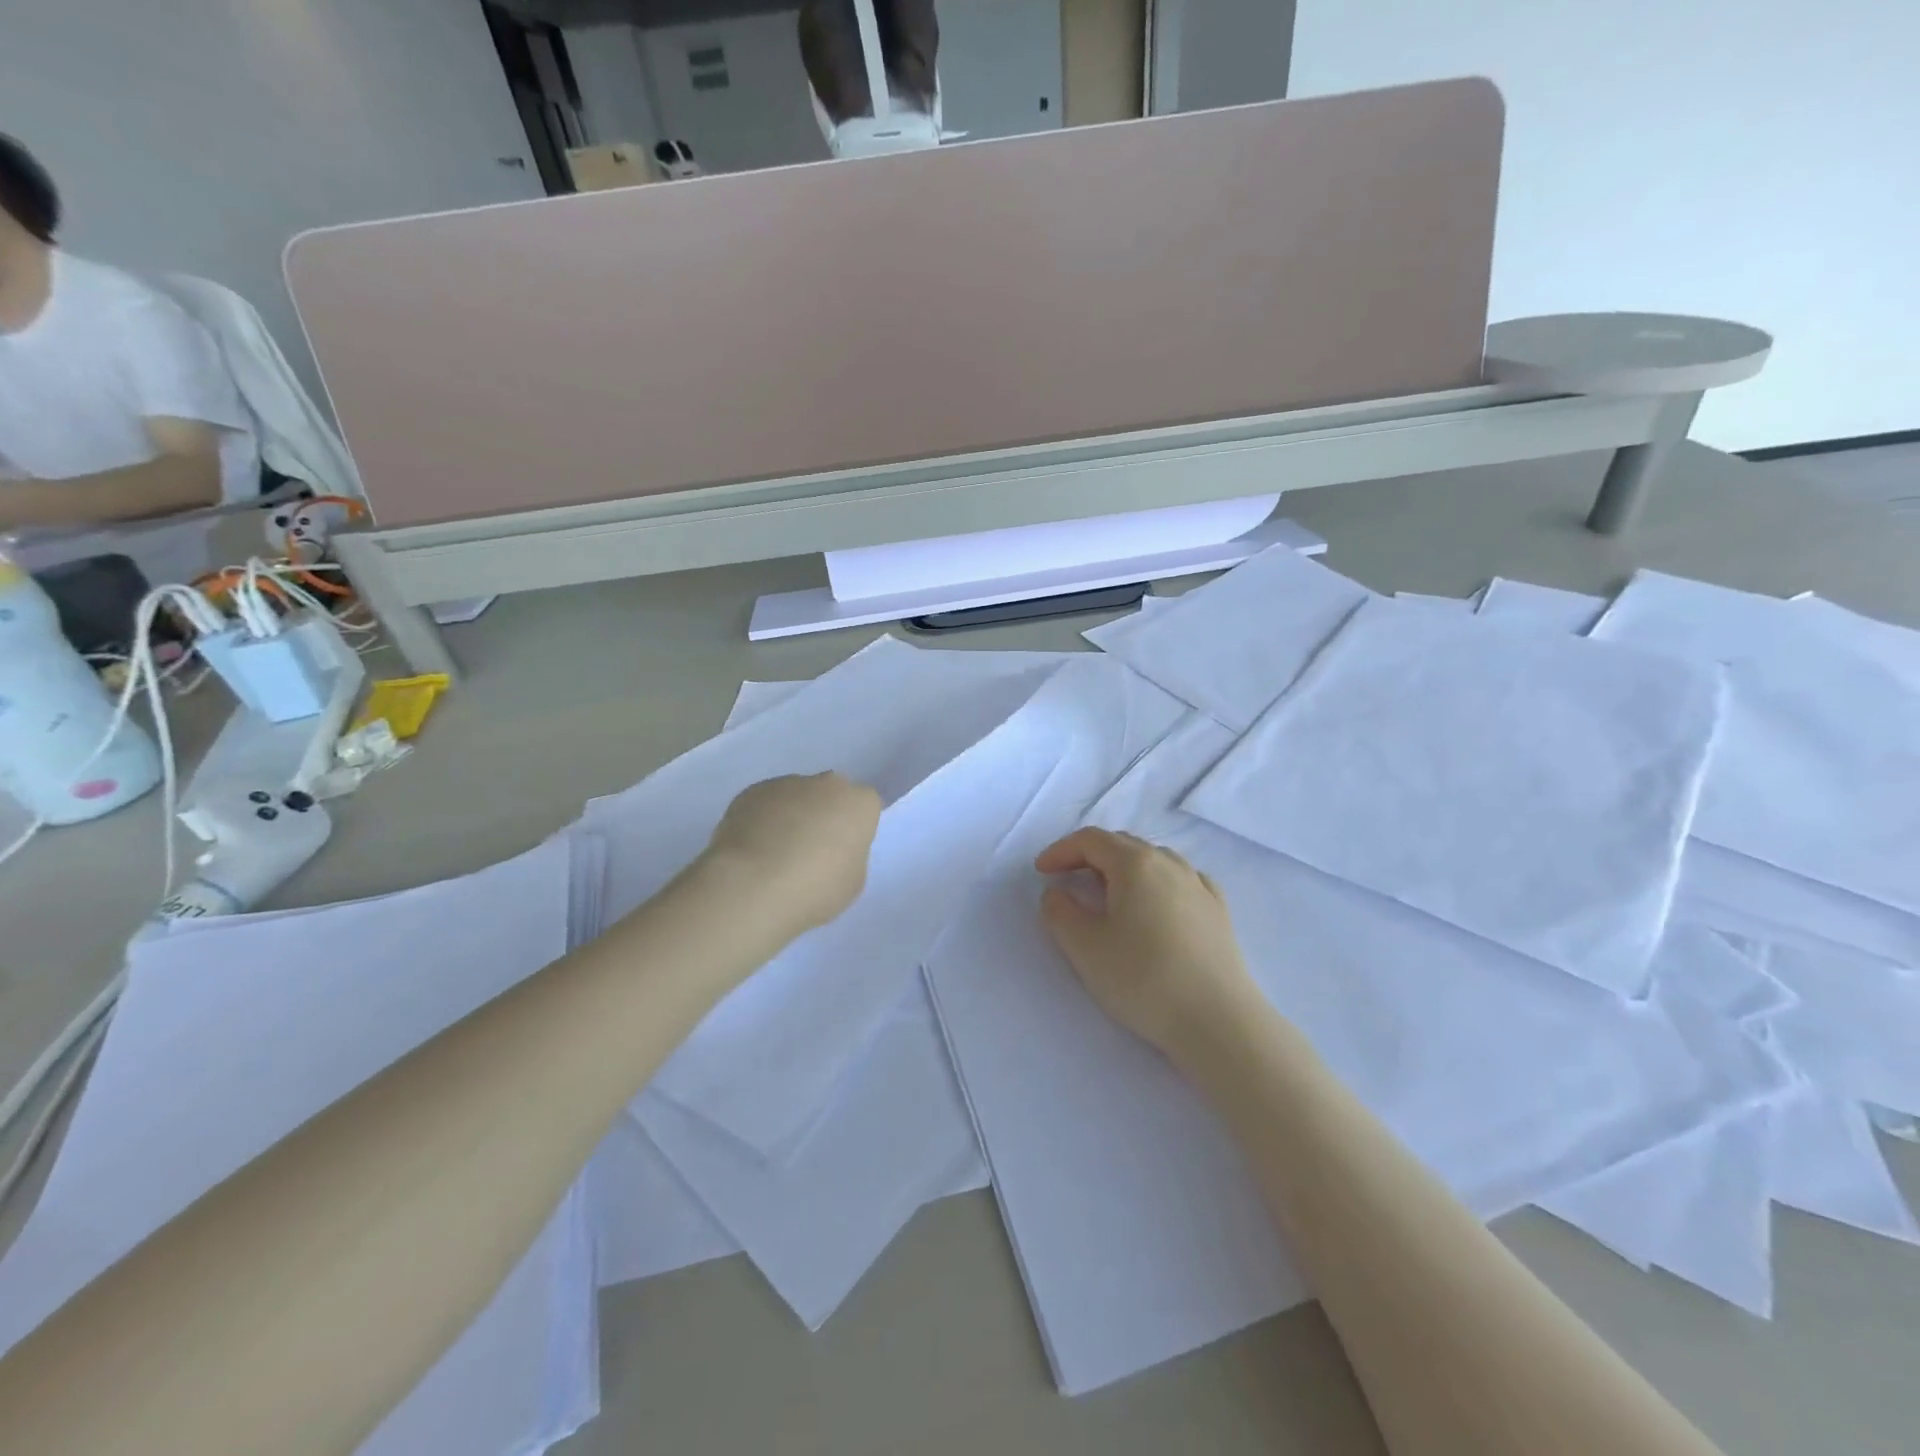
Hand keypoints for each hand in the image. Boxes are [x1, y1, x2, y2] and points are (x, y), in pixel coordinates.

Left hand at [703, 773, 882, 934]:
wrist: (753, 886)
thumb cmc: (815, 889)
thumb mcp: (853, 882)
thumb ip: (849, 855)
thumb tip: (832, 848)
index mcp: (860, 803)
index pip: (866, 808)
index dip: (854, 830)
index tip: (842, 852)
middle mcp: (827, 783)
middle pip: (831, 795)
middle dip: (824, 814)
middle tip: (811, 850)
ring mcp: (787, 783)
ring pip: (796, 796)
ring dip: (791, 816)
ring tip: (774, 854)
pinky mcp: (752, 791)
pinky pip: (765, 804)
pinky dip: (762, 820)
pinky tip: (752, 849)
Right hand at [1035, 828, 1262, 1062]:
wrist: (1219, 1021)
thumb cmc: (1144, 979)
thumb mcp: (1085, 948)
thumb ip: (1060, 913)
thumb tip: (1057, 893)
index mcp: (1135, 864)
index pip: (1090, 840)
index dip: (1061, 850)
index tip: (1041, 872)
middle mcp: (1170, 863)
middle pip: (1122, 844)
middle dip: (1089, 856)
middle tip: (1068, 880)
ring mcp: (1200, 885)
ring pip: (1154, 860)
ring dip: (1123, 868)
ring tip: (1108, 894)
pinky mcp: (1219, 911)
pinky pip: (1181, 880)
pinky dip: (1156, 883)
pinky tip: (1156, 904)